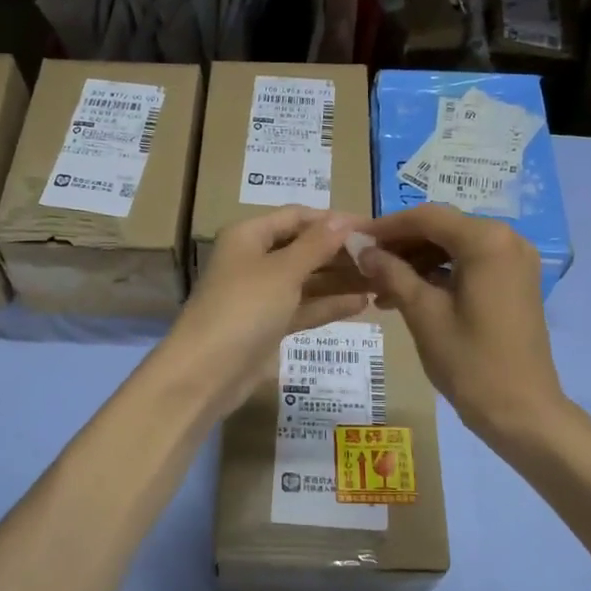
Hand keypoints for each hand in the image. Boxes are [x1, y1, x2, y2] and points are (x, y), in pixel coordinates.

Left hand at [156, 209, 369, 419]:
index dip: (333, 220)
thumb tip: (343, 219)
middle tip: (384, 257)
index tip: (372, 228)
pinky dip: (329, 305)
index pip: (296, 217)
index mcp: (249, 236)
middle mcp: (254, 260)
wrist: (207, 373)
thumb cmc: (244, 308)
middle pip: (304, 248)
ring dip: (340, 280)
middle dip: (341, 252)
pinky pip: (304, 308)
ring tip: (382, 280)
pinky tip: (362, 304)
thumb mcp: (283, 271)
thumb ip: (316, 245)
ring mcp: (262, 296)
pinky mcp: (269, 326)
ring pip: (307, 280)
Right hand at [356, 205, 565, 442]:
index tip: (354, 241)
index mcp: (486, 240)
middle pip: (442, 229)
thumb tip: (360, 248)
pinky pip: (470, 265)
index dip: (386, 226)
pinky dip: (439, 274)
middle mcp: (507, 239)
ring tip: (380, 287)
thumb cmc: (470, 362)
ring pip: (454, 247)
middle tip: (364, 265)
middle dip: (401, 245)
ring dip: (417, 261)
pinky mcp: (515, 282)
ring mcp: (515, 261)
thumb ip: (391, 273)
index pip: (426, 217)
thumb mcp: (423, 313)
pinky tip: (408, 295)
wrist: (522, 411)